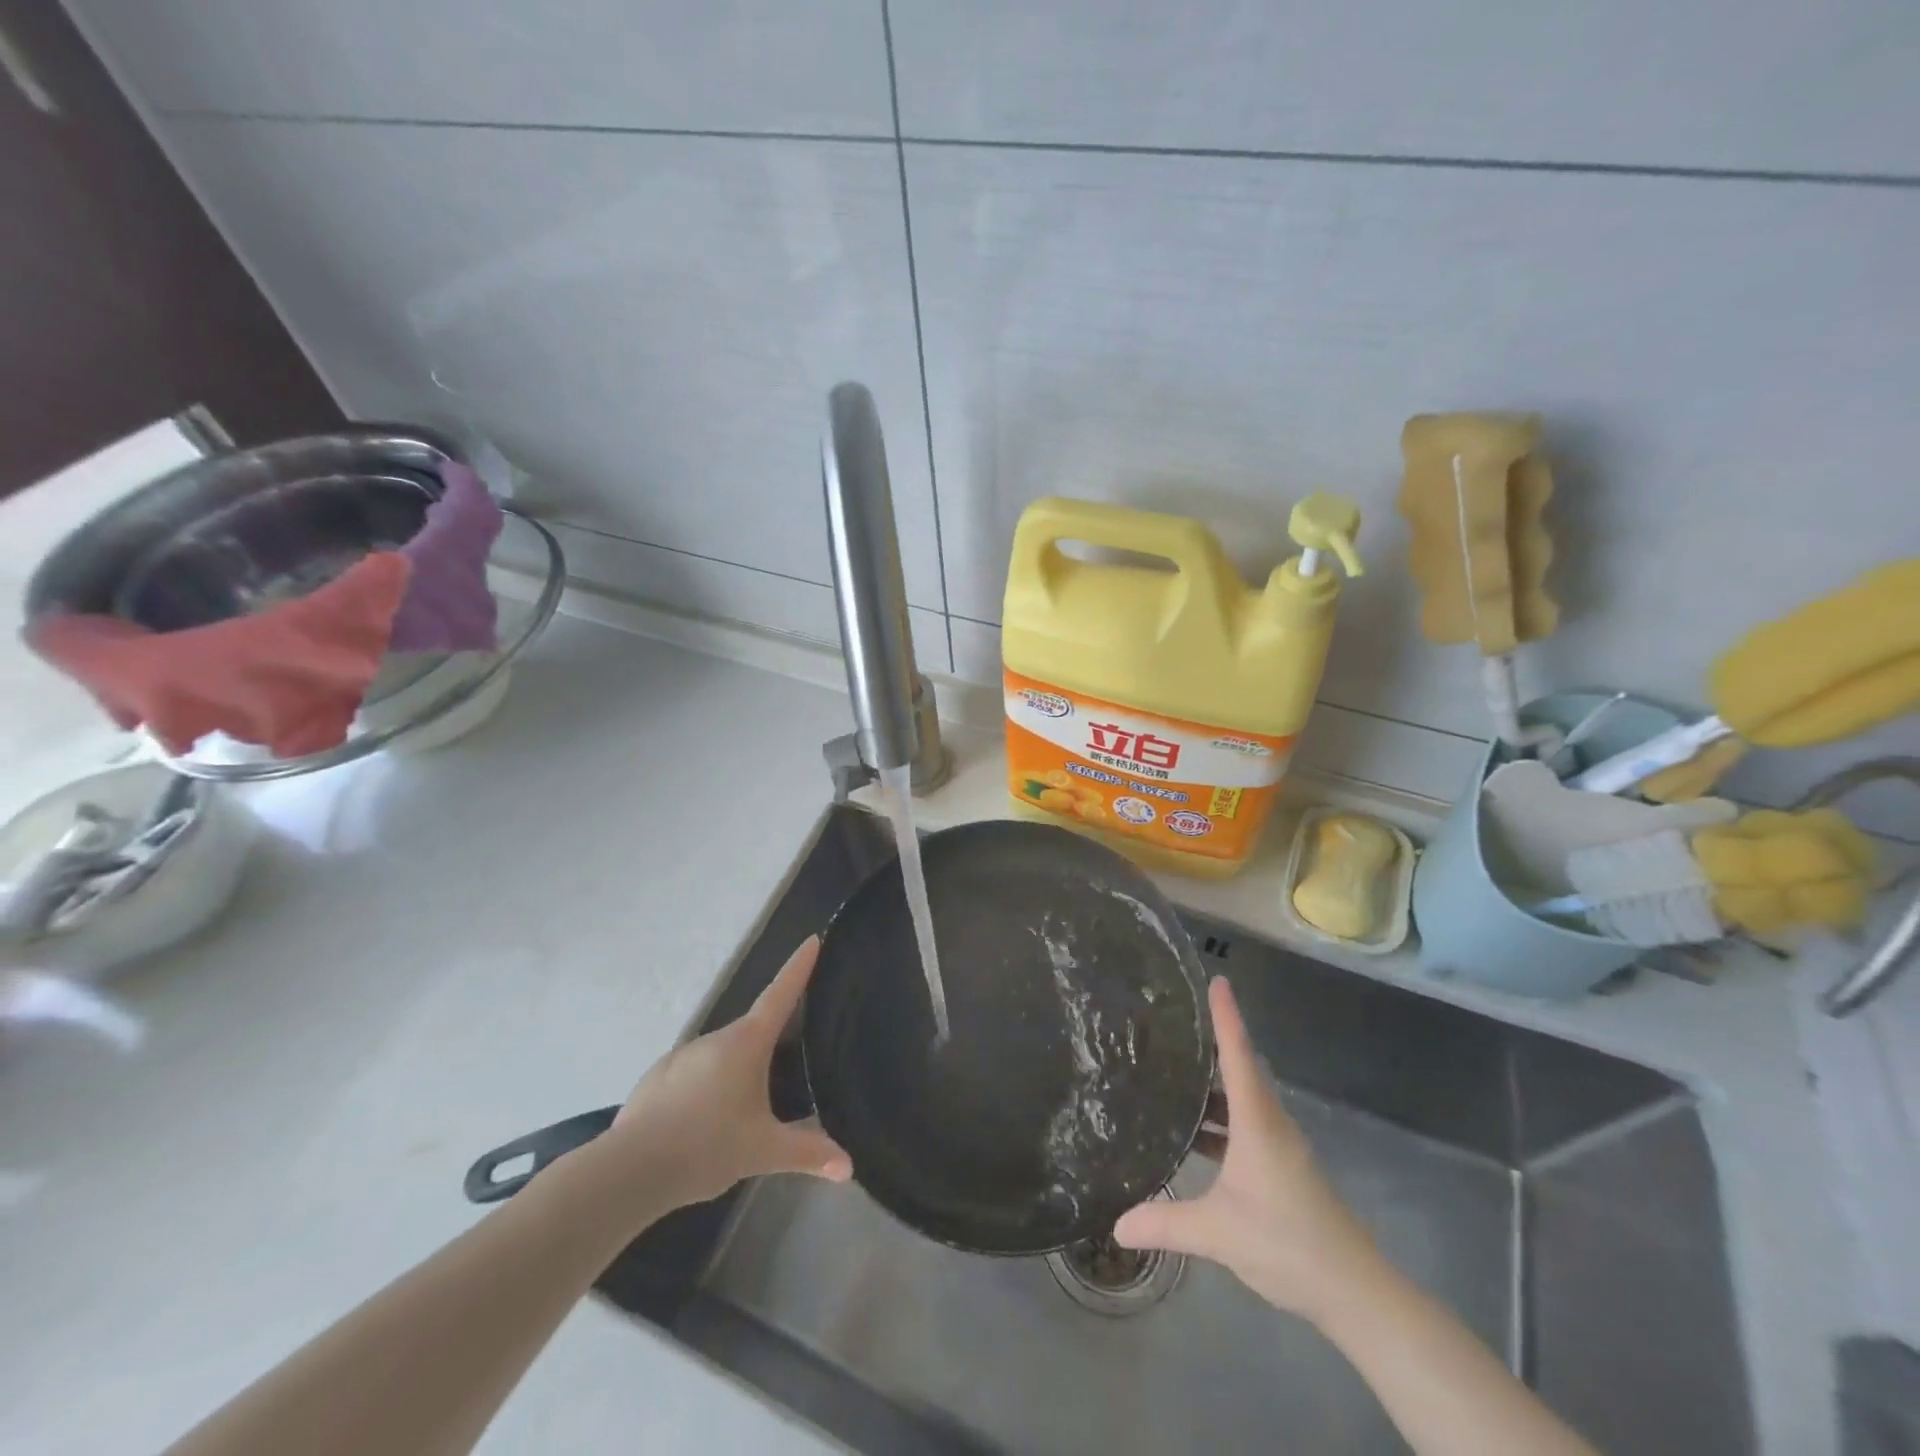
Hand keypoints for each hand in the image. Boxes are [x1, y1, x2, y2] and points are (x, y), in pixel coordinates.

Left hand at [595, 936, 851, 1210]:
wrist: (627, 1172)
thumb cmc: (705, 1147)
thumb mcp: (763, 1151)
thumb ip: (807, 1153)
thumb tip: (849, 1168)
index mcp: (746, 1043)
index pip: (781, 993)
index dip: (799, 966)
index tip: (812, 939)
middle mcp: (714, 1038)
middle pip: (754, 1028)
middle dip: (773, 1039)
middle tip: (793, 1057)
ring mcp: (682, 1055)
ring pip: (722, 1054)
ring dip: (739, 1068)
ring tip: (749, 1106)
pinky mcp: (657, 1078)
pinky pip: (695, 1073)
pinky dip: (709, 1086)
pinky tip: (707, 1121)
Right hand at [1113, 977, 1378, 1323]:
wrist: (1353, 1290)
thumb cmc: (1286, 1242)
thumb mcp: (1218, 1233)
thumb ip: (1165, 1224)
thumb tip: (1116, 1225)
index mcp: (1257, 1120)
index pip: (1239, 1054)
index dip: (1226, 1016)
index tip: (1217, 979)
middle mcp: (1269, 1123)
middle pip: (1241, 1068)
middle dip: (1211, 1042)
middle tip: (1172, 1023)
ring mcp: (1278, 1146)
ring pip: (1242, 1099)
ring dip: (1211, 1085)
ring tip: (1171, 1072)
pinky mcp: (1281, 1167)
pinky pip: (1244, 1123)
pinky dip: (1218, 1118)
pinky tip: (1192, 1132)